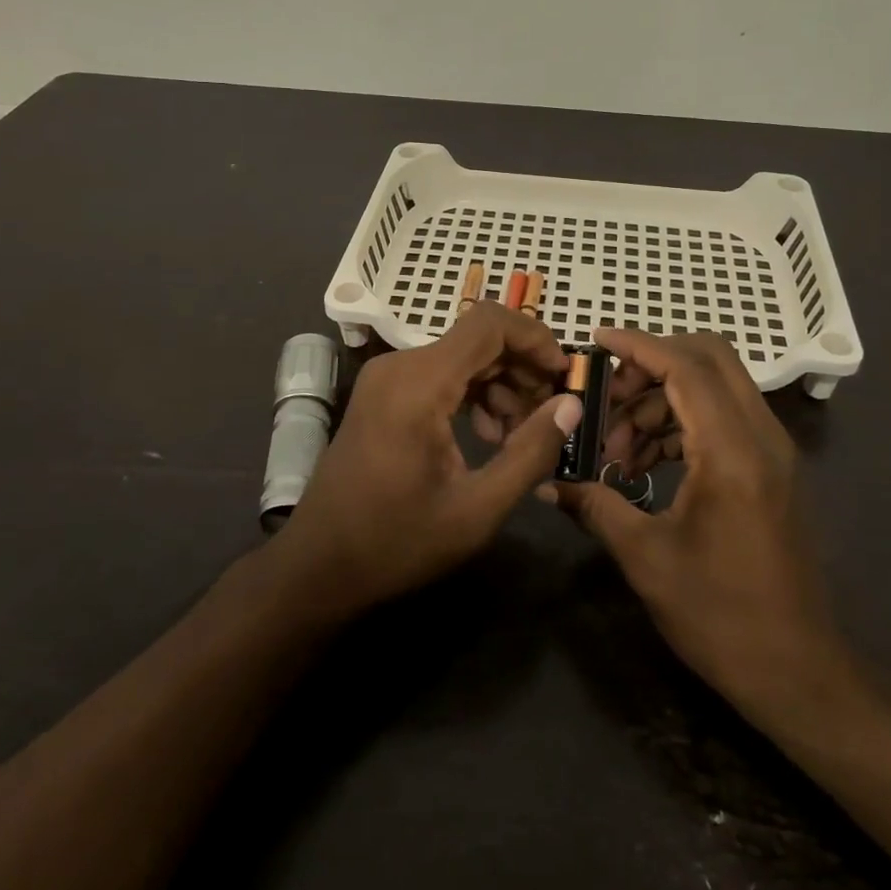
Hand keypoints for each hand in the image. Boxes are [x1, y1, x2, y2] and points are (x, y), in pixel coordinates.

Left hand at [276, 302, 582, 613]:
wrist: (319, 565)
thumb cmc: (397, 542)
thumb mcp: (477, 509)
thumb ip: (530, 452)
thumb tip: (571, 404)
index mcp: (419, 384)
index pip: (489, 324)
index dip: (536, 338)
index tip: (565, 375)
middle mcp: (400, 366)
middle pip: (478, 338)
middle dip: (522, 368)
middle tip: (551, 412)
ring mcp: (387, 378)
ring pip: (462, 356)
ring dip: (501, 384)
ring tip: (521, 433)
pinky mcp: (384, 393)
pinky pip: (441, 374)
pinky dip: (473, 393)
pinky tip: (488, 434)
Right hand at [551, 328, 857, 722]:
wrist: (798, 671)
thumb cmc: (721, 616)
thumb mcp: (646, 558)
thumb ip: (596, 505)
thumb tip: (550, 482)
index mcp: (732, 452)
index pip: (686, 367)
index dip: (638, 345)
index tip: (595, 340)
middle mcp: (761, 437)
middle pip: (709, 359)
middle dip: (651, 363)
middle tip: (606, 395)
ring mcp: (771, 452)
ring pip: (715, 387)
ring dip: (662, 399)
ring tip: (616, 446)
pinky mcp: (770, 470)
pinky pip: (722, 418)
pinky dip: (681, 422)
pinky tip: (643, 463)